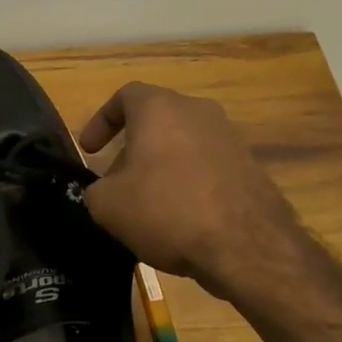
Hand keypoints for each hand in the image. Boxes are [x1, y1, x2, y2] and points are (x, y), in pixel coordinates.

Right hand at [79, 83, 307, 295]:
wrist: (247, 245)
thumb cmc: (167, 210)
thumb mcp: (108, 206)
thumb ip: (95, 191)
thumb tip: (102, 192)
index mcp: (159, 108)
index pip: (124, 96)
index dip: (101, 121)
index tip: (91, 150)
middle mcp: (197, 111)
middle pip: (156, 120)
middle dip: (132, 149)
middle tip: (117, 183)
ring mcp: (229, 137)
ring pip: (183, 144)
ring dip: (162, 167)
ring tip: (150, 204)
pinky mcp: (251, 166)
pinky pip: (208, 167)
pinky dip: (190, 183)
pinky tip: (183, 218)